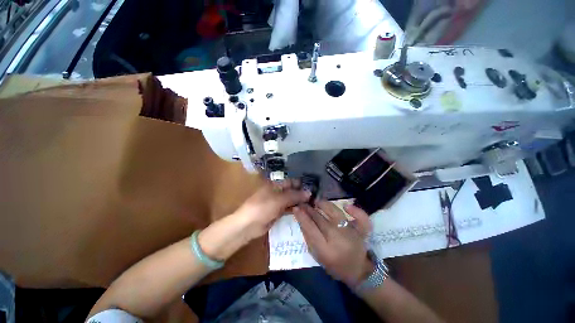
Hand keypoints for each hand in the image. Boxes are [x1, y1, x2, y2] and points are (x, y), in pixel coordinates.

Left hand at [233, 179, 310, 240]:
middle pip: (292, 191)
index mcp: (275, 185)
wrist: (248, 225)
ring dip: (300, 202)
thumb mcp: (279, 200)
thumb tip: (309, 193)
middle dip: (302, 193)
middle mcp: (277, 192)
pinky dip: (295, 209)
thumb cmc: (262, 207)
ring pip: (291, 200)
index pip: (291, 181)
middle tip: (316, 197)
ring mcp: (277, 202)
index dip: (301, 184)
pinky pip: (288, 209)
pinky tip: (304, 211)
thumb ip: (294, 196)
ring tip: (314, 204)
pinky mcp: (277, 212)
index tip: (314, 187)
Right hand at [293, 200, 372, 286]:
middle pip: (320, 219)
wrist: (359, 271)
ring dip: (324, 204)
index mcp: (326, 250)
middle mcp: (338, 238)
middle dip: (309, 209)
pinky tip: (346, 206)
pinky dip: (355, 210)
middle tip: (303, 203)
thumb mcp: (318, 257)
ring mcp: (351, 232)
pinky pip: (361, 217)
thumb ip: (310, 240)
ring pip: (335, 212)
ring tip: (317, 201)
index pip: (310, 228)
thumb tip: (302, 221)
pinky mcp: (362, 230)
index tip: (296, 208)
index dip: (302, 217)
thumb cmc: (336, 266)